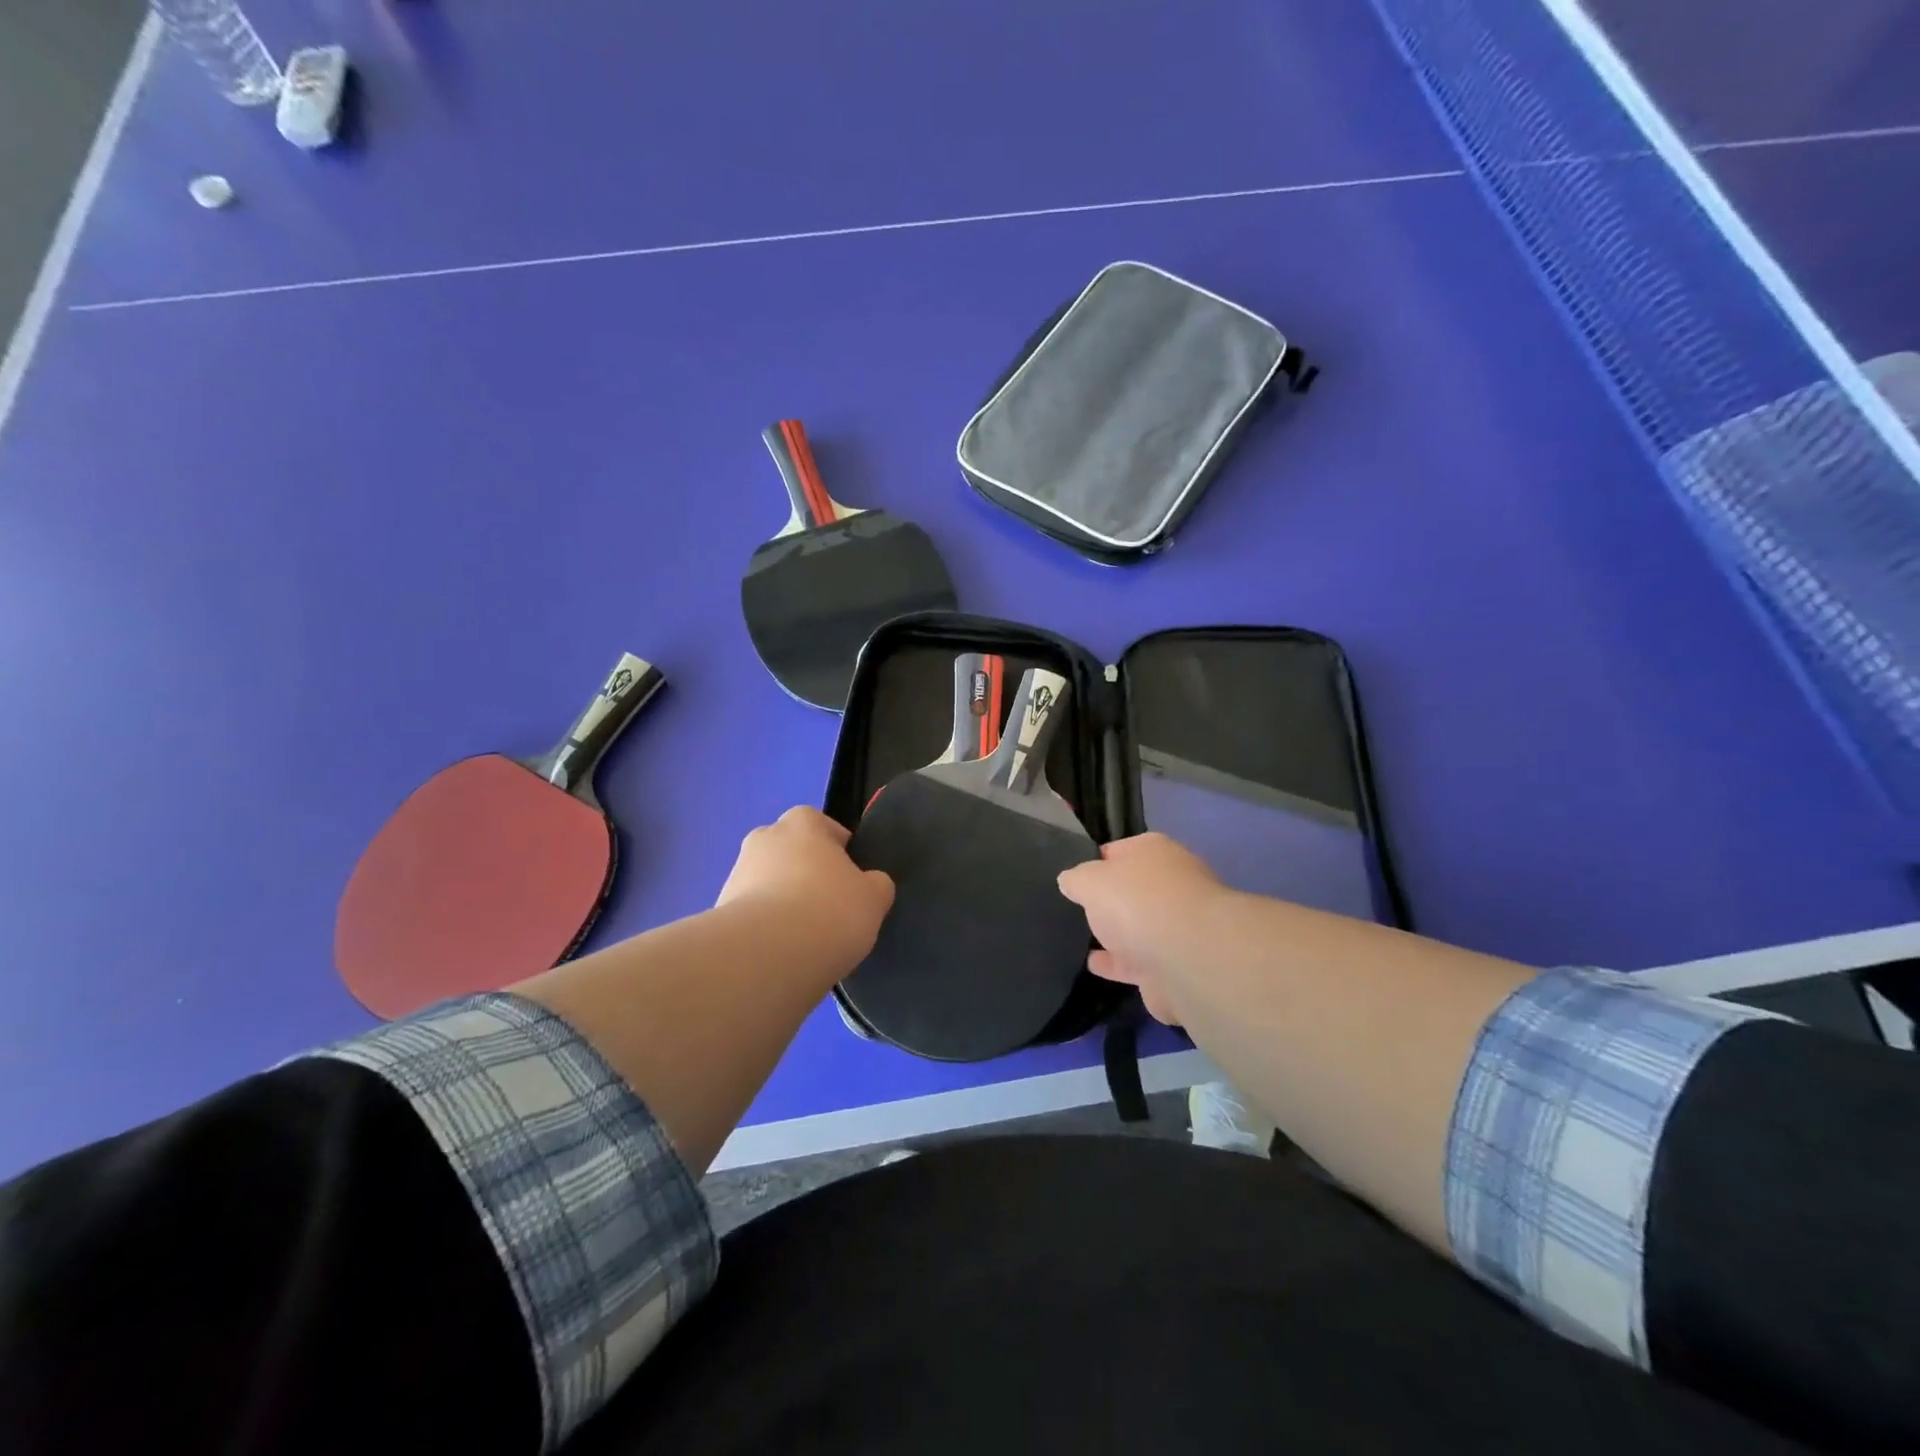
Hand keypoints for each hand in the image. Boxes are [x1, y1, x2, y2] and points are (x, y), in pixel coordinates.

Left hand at [717, 807, 894, 971]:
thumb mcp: (874, 897)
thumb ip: (875, 884)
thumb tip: (869, 885)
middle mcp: (764, 838)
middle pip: (793, 854)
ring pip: (769, 885)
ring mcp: (736, 873)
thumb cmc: (830, 911)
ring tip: (805, 941)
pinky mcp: (718, 911)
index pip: (825, 828)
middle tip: (829, 911)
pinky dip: (766, 930)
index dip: (841, 854)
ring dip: (783, 904)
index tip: (851, 883)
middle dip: (807, 877)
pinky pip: (752, 916)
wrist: (767, 955)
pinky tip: (782, 956)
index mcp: (802, 822)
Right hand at [1056, 833, 1231, 1025]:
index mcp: (1154, 852)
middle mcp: (1171, 884)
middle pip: (1133, 890)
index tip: (1074, 877)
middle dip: (1111, 899)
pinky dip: (1119, 963)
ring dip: (1118, 934)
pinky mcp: (1176, 965)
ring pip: (1139, 927)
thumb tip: (1070, 880)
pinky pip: (1139, 961)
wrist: (1188, 959)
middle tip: (1079, 909)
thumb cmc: (1137, 902)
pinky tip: (1094, 966)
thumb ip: (1076, 879)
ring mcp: (1178, 927)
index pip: (1118, 851)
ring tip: (1083, 938)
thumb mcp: (1090, 880)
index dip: (1095, 861)